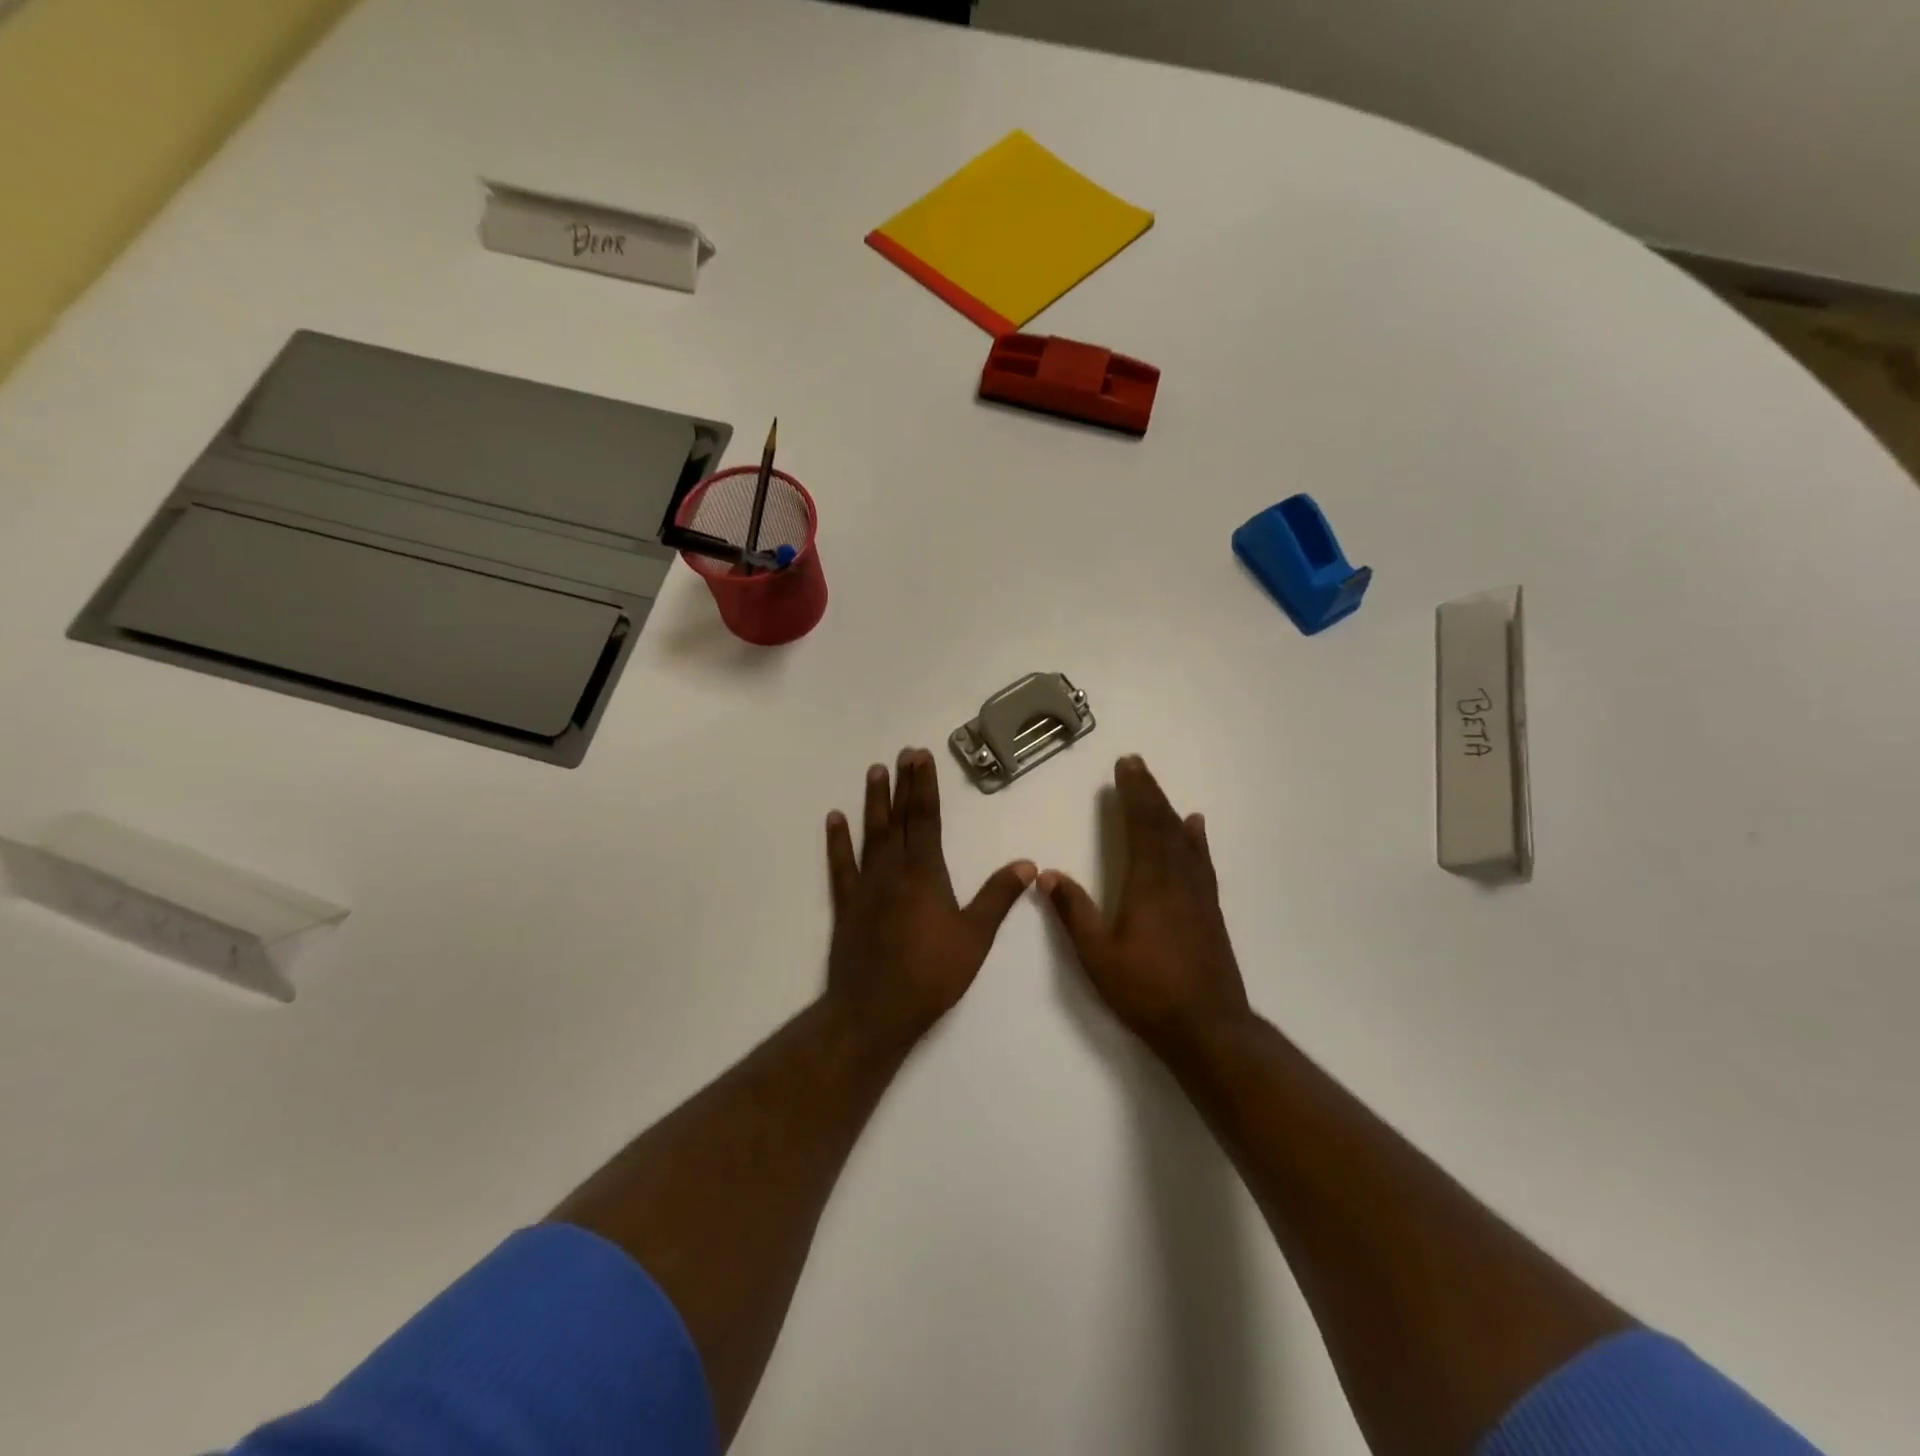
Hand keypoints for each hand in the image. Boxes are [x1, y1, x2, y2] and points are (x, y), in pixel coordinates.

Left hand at [823, 748, 1035, 1049]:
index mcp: (926, 873)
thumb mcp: (975, 937)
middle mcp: (894, 870)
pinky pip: (841, 865)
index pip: (927, 818)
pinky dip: (837, 841)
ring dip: (873, 802)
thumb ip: (998, 897)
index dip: (925, 786)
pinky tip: (834, 819)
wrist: (875, 1010)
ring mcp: (866, 885)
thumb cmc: (931, 974)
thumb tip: (1026, 864)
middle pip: (899, 818)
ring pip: (871, 834)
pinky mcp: (846, 904)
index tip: (921, 757)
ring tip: (874, 772)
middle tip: (903, 753)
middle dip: (903, 784)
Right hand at [1041, 756, 1250, 1058]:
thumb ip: (1074, 913)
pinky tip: (1196, 828)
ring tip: (1158, 789)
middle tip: (1136, 764)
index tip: (1125, 766)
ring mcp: (1198, 894)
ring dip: (1168, 809)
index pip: (1140, 826)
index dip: (1133, 794)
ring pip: (1183, 840)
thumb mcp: (1097, 956)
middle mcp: (1176, 880)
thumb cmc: (1147, 991)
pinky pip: (1201, 861)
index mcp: (1148, 885)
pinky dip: (1196, 839)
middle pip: (1162, 825)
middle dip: (1148, 792)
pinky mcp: (1210, 910)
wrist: (1208, 1028)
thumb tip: (1047, 874)